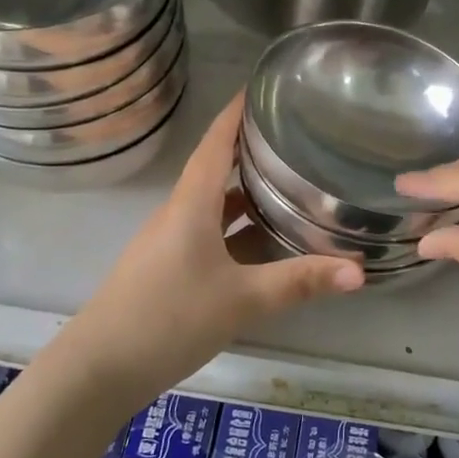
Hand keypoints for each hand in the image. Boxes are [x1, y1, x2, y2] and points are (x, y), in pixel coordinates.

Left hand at [53, 95, 362, 406]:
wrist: (99, 370)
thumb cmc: (169, 319)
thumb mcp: (242, 300)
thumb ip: (300, 282)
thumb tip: (360, 271)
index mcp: (191, 204)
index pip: (216, 142)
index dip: (237, 112)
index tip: (265, 87)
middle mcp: (179, 213)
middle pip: (216, 167)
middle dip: (250, 147)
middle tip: (295, 133)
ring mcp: (171, 241)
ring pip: (214, 203)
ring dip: (246, 189)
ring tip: (289, 180)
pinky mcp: (170, 267)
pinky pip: (210, 231)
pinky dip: (237, 225)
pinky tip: (264, 238)